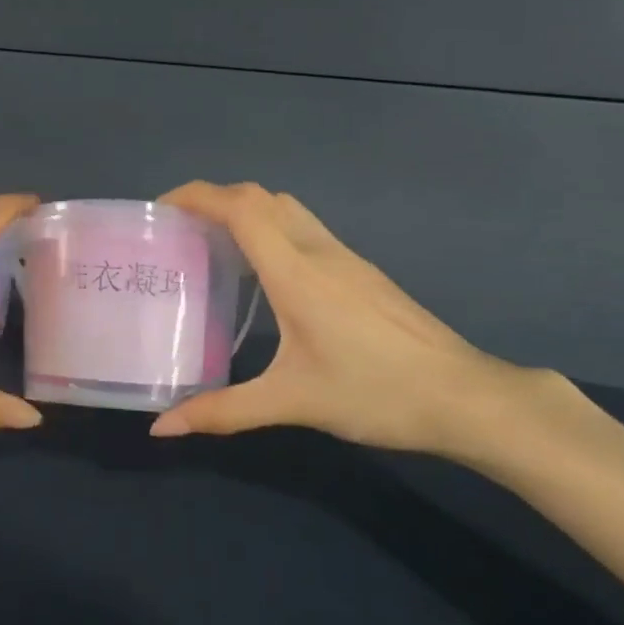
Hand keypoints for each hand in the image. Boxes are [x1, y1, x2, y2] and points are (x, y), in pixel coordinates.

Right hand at [148, 182, 585, 461]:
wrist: (463, 395)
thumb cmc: (375, 392)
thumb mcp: (292, 402)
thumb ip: (222, 411)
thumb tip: (161, 428)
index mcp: (295, 270)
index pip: (240, 207)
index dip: (196, 195)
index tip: (160, 209)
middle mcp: (317, 249)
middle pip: (259, 196)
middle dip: (214, 199)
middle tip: (180, 230)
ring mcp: (344, 255)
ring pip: (285, 207)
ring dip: (245, 210)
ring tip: (212, 244)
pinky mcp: (360, 269)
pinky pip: (303, 227)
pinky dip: (270, 228)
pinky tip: (262, 273)